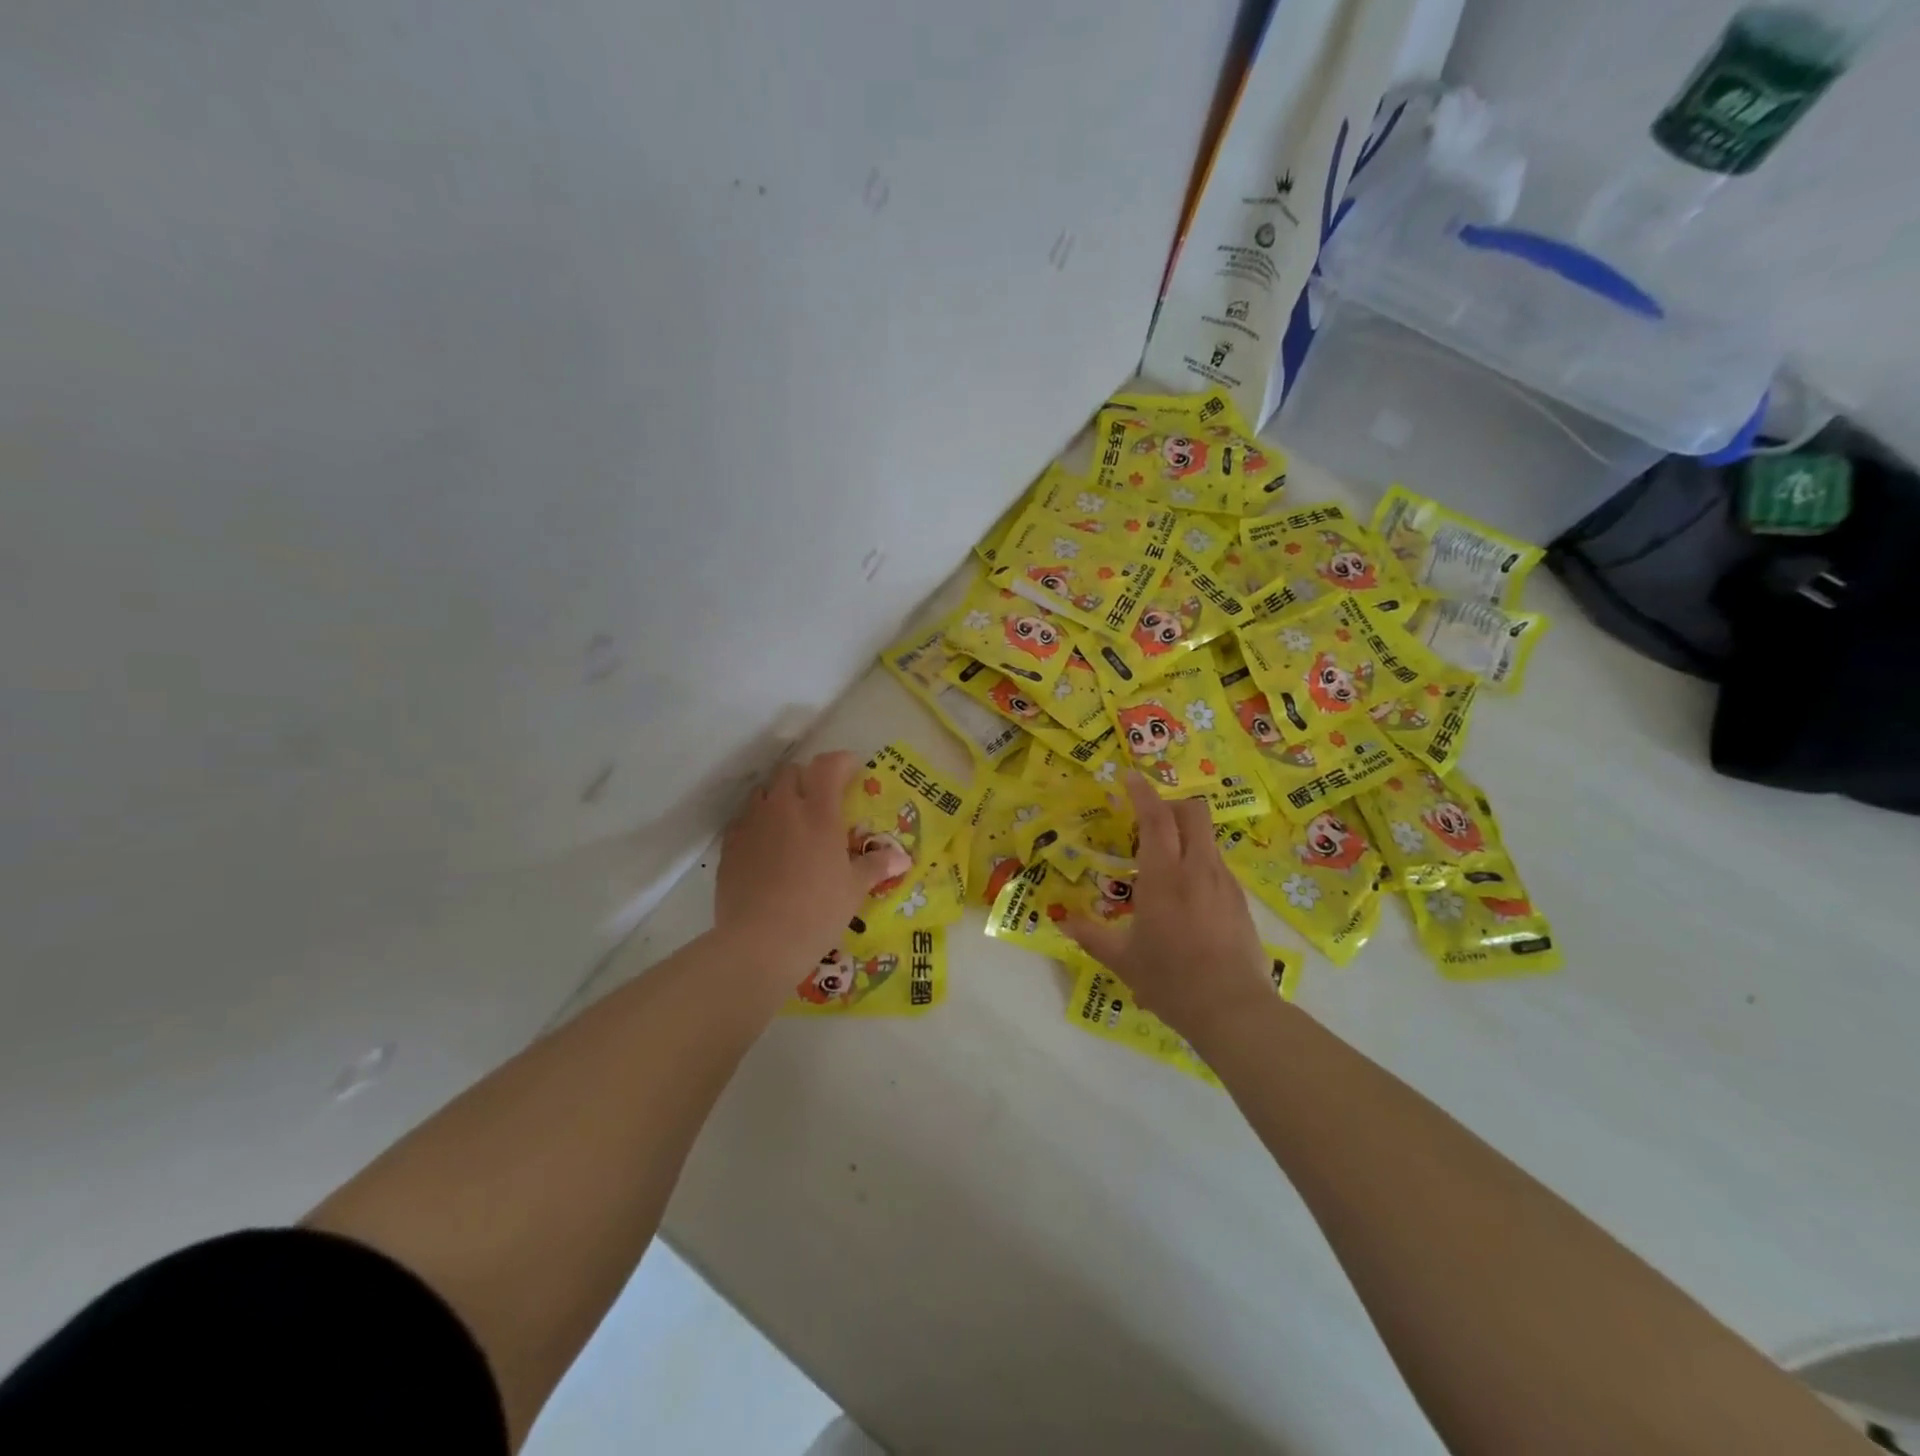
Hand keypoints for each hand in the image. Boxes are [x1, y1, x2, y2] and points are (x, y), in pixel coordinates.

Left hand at [715, 751, 898, 982]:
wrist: (760, 942)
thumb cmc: (817, 912)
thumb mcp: (854, 890)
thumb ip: (875, 865)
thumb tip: (900, 857)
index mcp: (819, 814)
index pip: (828, 766)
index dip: (841, 762)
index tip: (852, 770)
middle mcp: (783, 809)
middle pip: (791, 772)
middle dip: (807, 778)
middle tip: (821, 800)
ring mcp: (752, 825)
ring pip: (763, 792)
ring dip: (779, 797)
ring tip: (790, 821)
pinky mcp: (730, 845)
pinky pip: (744, 819)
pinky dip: (757, 822)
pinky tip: (765, 846)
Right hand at [1065, 773, 1273, 1046]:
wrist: (1233, 1009)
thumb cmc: (1171, 980)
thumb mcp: (1123, 959)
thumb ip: (1091, 936)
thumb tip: (1062, 921)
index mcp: (1164, 876)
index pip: (1156, 817)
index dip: (1142, 792)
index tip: (1129, 776)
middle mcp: (1197, 869)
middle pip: (1192, 812)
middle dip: (1171, 803)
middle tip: (1149, 816)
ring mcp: (1224, 882)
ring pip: (1208, 837)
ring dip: (1186, 832)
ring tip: (1166, 858)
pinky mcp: (1240, 900)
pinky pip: (1217, 864)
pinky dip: (1199, 860)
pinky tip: (1187, 892)